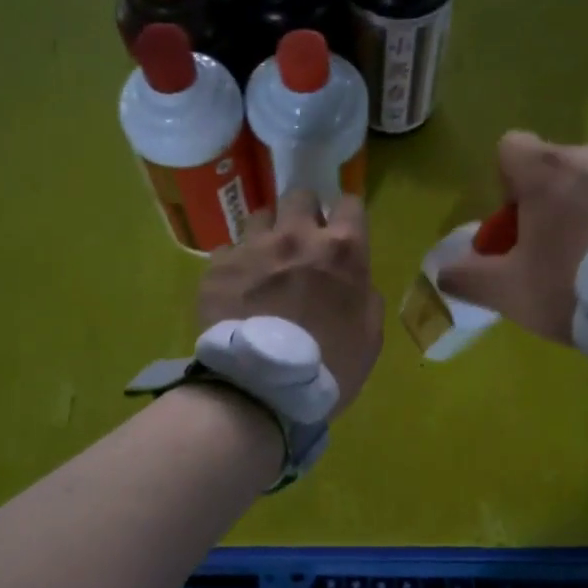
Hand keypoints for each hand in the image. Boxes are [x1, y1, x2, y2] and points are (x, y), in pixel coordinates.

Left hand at [199, 188, 383, 419]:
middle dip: (303, 213)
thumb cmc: (329, 368)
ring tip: (264, 263)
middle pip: (299, 196)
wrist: (262, 391)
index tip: (341, 233)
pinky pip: (227, 251)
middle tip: (301, 243)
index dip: (346, 217)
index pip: (350, 203)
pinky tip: (236, 290)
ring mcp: (252, 248)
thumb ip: (365, 297)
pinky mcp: (217, 268)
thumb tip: (354, 282)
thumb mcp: (370, 337)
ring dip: (266, 234)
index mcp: (341, 250)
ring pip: (259, 216)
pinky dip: (235, 265)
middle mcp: (296, 236)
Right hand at [437, 132, 587, 345]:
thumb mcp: (509, 292)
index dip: (505, 186)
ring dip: (586, 209)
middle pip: (554, 168)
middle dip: (547, 204)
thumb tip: (443, 270)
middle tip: (555, 254)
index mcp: (547, 170)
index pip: (510, 148)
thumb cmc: (576, 288)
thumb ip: (467, 277)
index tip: (518, 227)